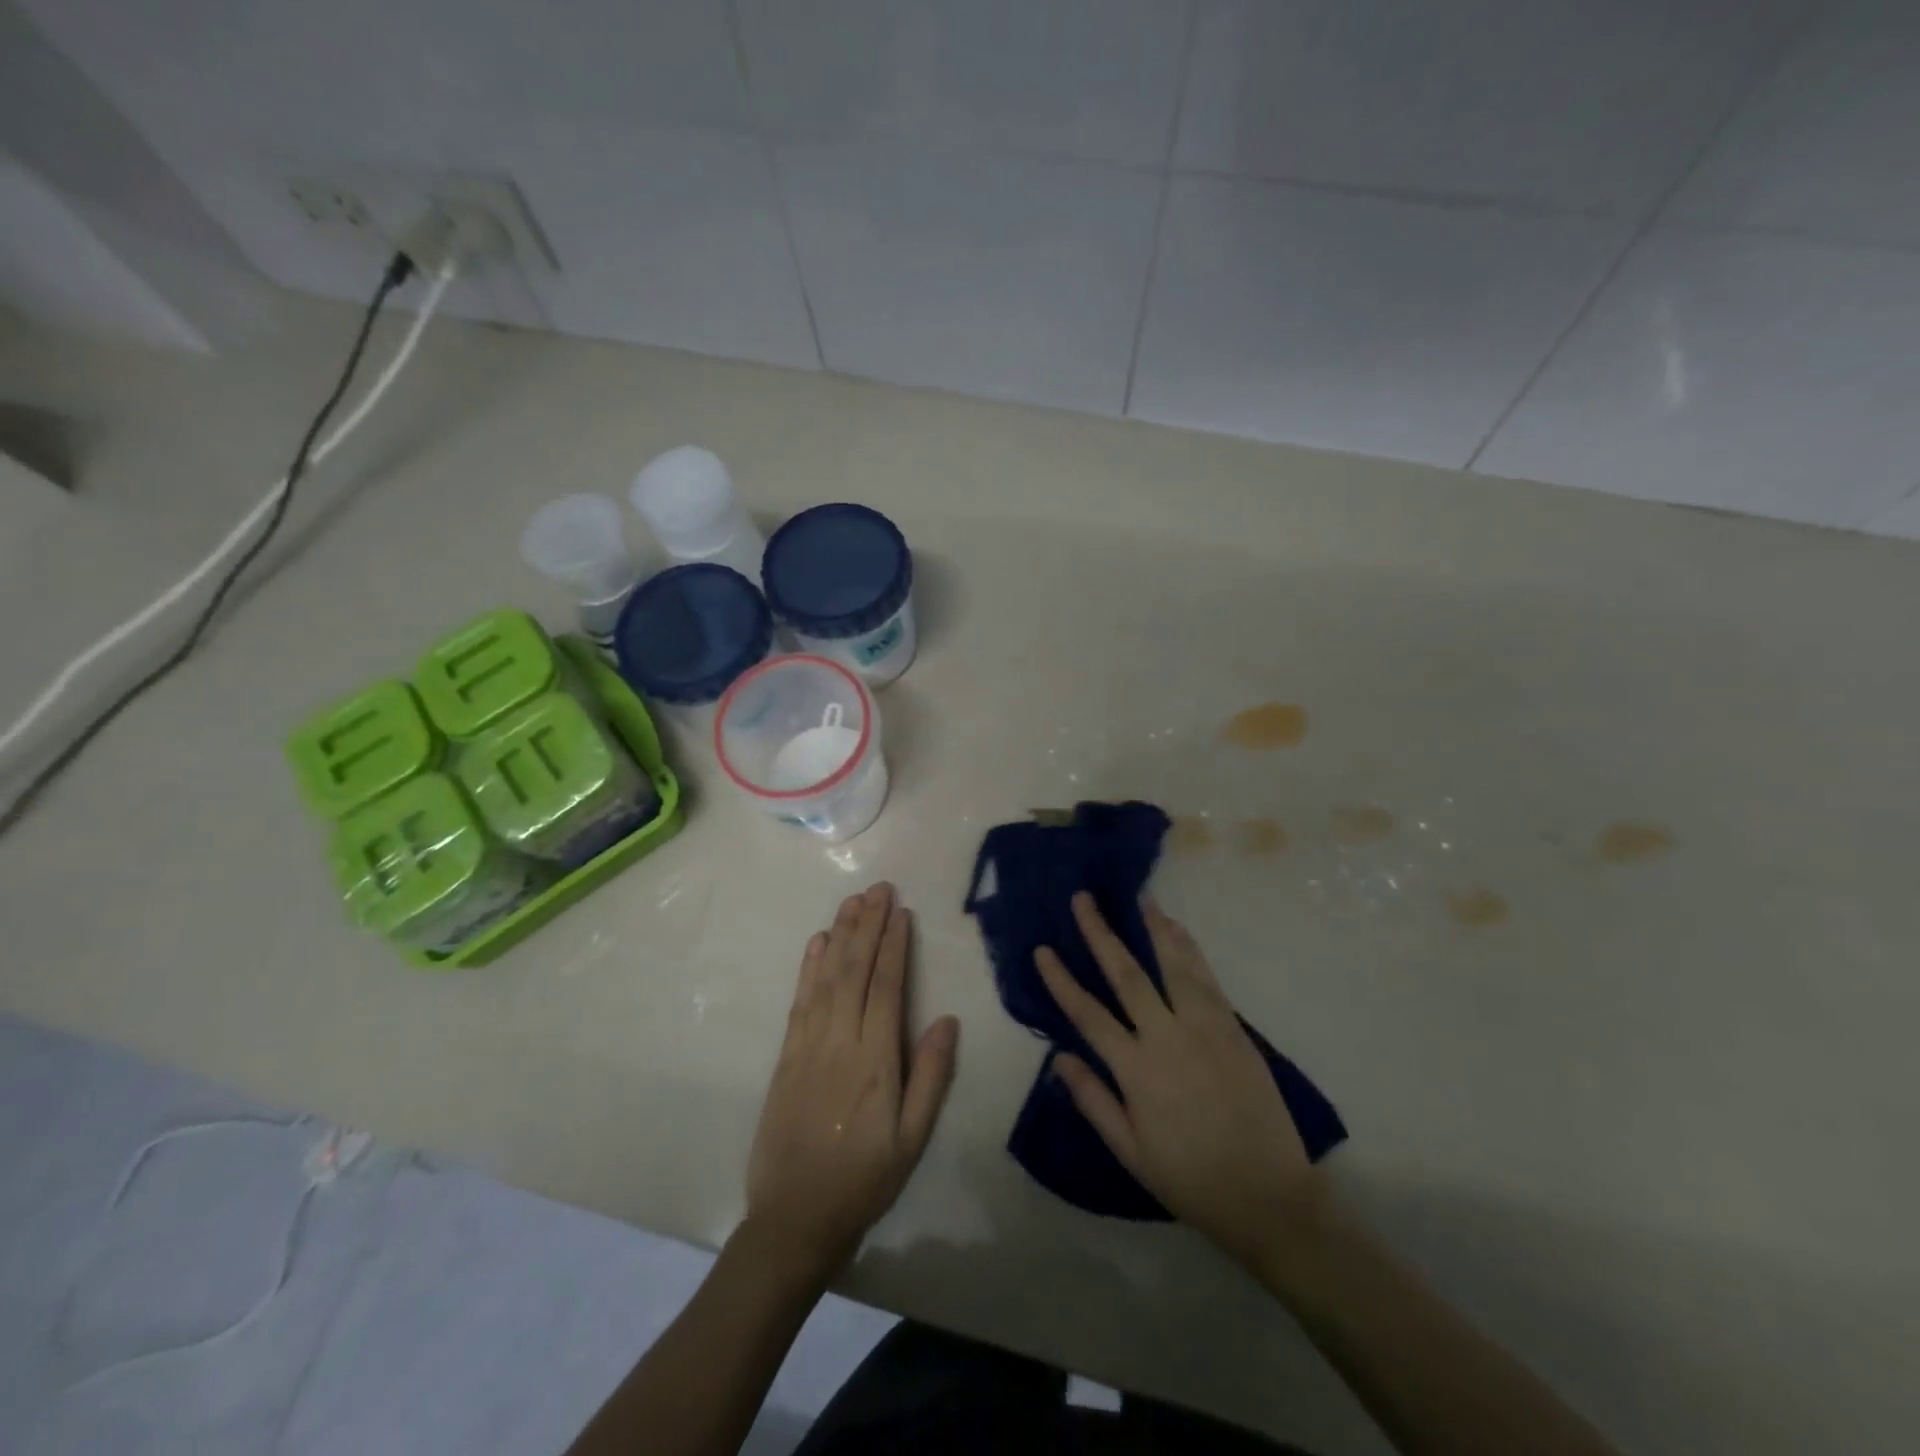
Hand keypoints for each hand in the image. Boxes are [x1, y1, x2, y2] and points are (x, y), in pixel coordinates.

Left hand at [744, 883, 959, 1282]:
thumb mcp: (912, 1139)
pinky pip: (799, 1002)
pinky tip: (817, 943)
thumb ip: (931, 1076)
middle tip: (878, 888)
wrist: (794, 1218)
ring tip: (853, 902)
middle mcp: (840, 1042)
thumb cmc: (864, 1179)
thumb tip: (947, 1019)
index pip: (887, 987)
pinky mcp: (786, 1056)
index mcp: (876, 1060)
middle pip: (855, 971)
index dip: (894, 946)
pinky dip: (809, 968)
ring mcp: (808, 1046)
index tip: (900, 911)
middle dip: (868, 926)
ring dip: (841, 935)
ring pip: (827, 978)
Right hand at [1036, 893, 1325, 1269]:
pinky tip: (1178, 930)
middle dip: (1102, 933)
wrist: (1269, 1196)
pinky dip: (1190, 950)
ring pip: (1173, 965)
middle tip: (1084, 898)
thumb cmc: (1191, 1178)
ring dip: (1153, 927)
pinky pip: (1207, 979)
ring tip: (1138, 897)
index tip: (1043, 949)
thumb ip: (1093, 1100)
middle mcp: (1168, 1038)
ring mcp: (1205, 1028)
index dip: (1062, 979)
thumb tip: (1058, 1058)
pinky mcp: (1234, 1029)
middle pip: (1127, 974)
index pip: (1088, 1013)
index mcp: (1136, 1070)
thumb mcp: (1130, 1151)